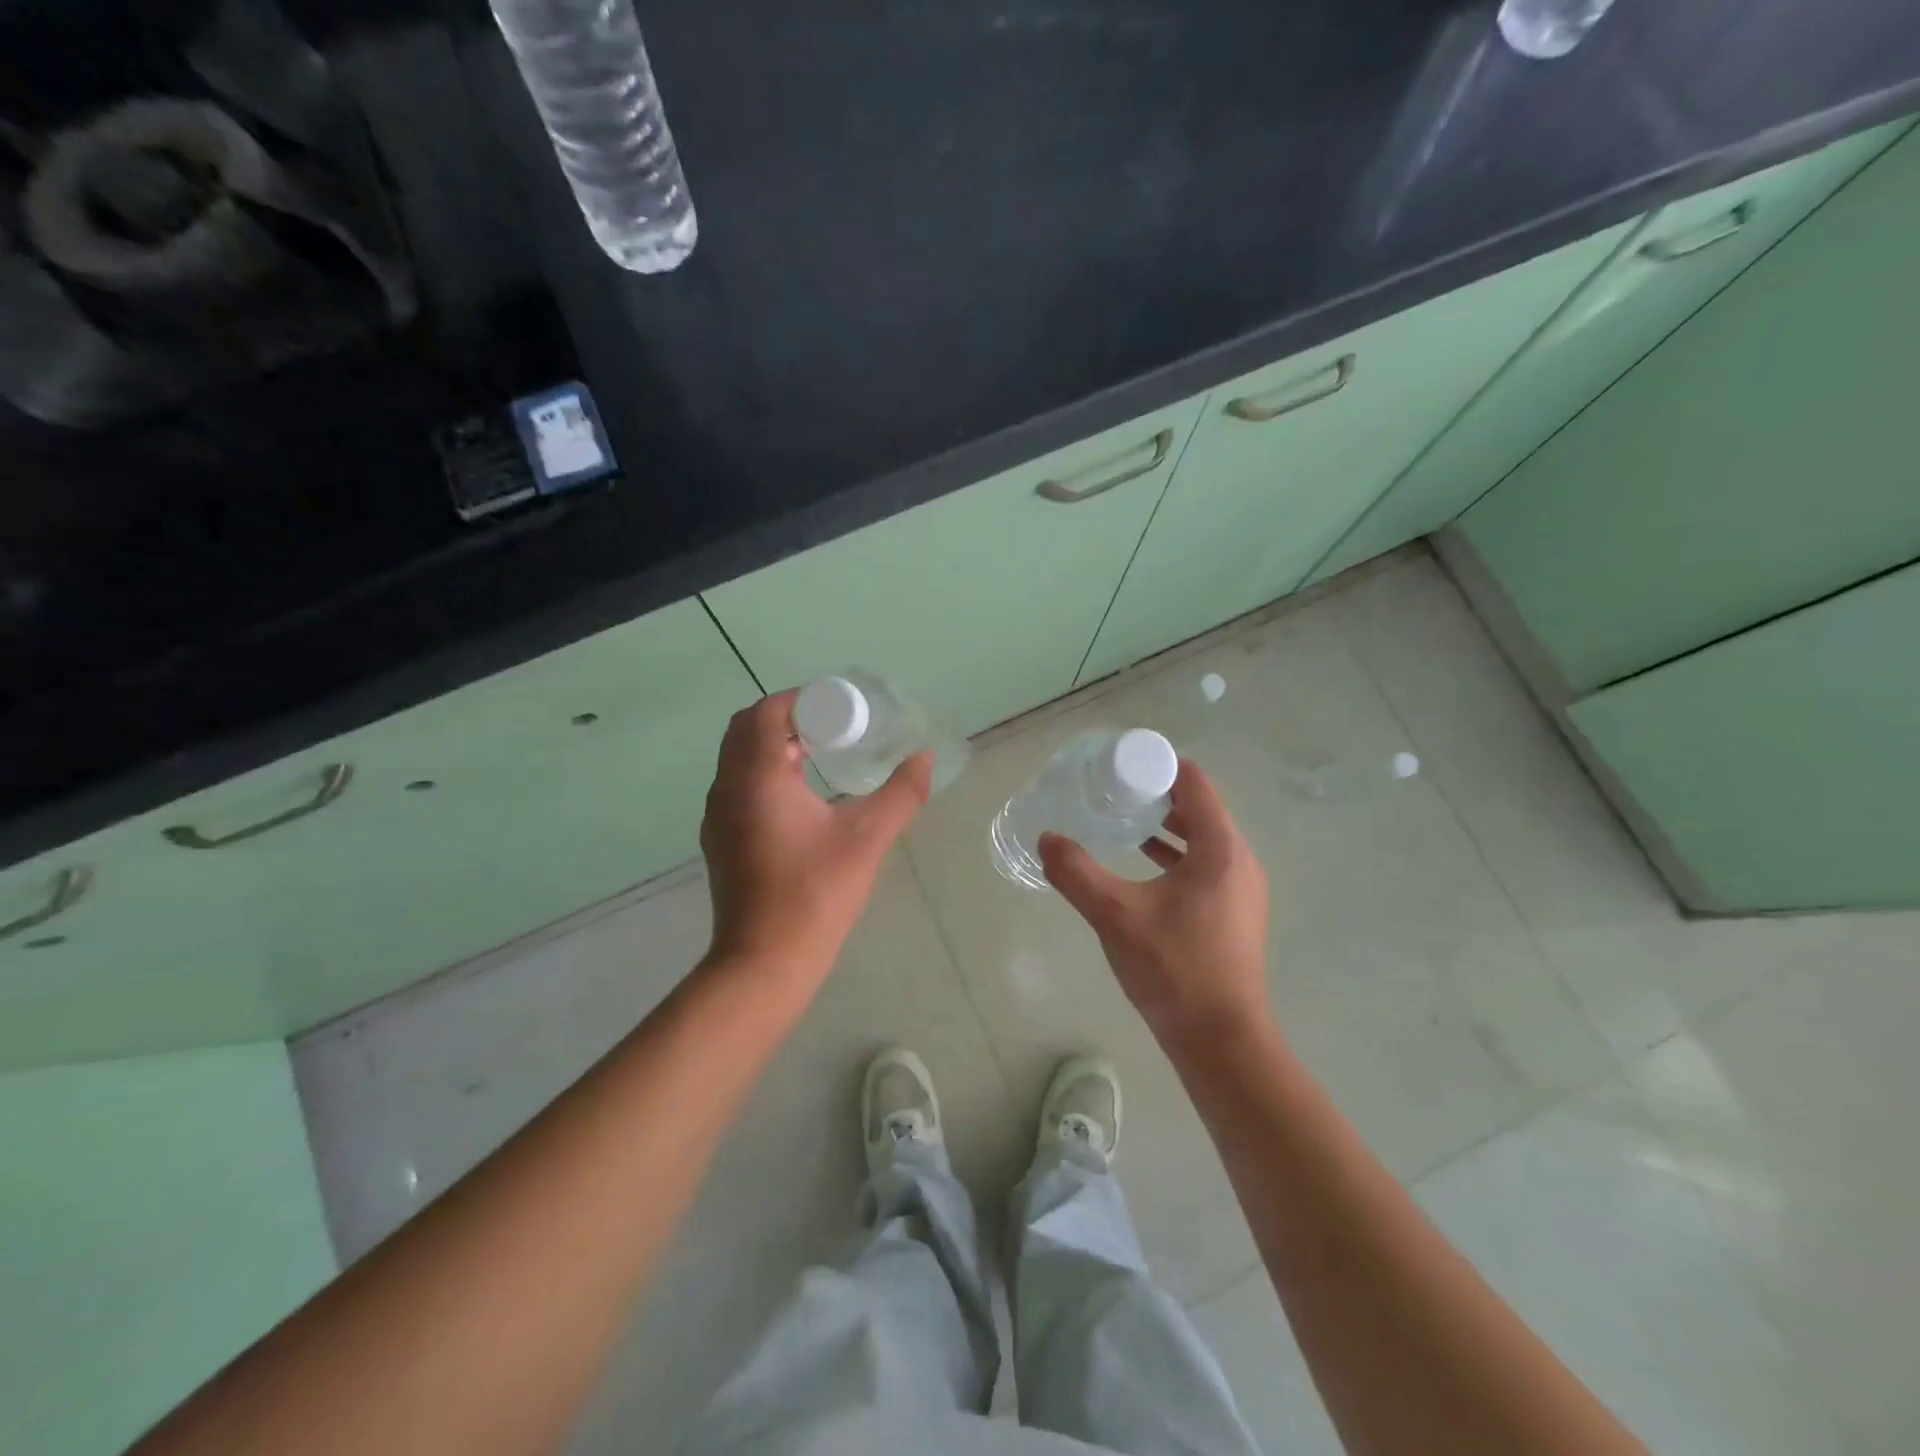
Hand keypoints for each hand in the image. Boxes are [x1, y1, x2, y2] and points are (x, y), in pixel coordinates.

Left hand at [700, 690, 931, 985]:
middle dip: (787, 718)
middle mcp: (727, 788)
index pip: (767, 712)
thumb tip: (925, 757)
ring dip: (773, 745)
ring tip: (819, 755)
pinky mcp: (718, 839)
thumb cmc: (815, 894)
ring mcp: (717, 816)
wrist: (764, 961)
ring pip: (738, 758)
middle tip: (831, 728)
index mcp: (758, 777)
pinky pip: (736, 785)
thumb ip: (901, 793)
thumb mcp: (867, 839)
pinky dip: (762, 772)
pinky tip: (800, 798)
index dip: (800, 700)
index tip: (837, 709)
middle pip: (746, 729)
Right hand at [1040, 760, 1271, 1056]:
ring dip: (1167, 826)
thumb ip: (1076, 873)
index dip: (1158, 766)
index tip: (1120, 764)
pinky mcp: (1235, 914)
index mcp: (1221, 850)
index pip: (1195, 783)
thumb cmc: (1173, 969)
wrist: (1221, 1041)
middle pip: (1200, 808)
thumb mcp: (1115, 915)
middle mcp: (1239, 861)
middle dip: (1158, 794)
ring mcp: (1242, 890)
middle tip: (1114, 791)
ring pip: (1203, 839)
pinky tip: (1143, 865)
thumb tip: (1046, 839)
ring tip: (1124, 821)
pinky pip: (1205, 865)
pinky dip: (1176, 855)